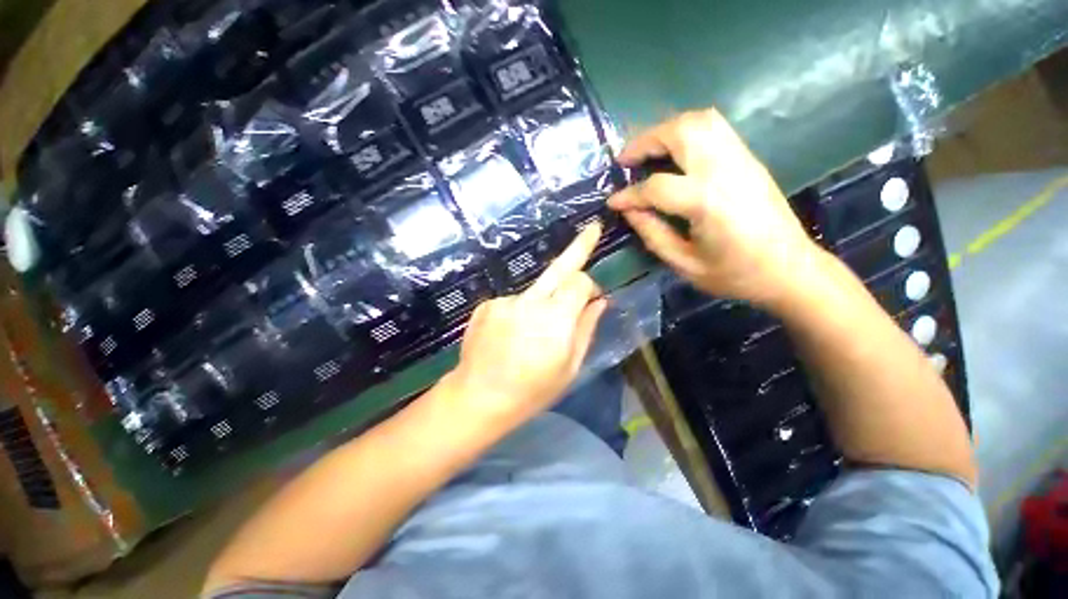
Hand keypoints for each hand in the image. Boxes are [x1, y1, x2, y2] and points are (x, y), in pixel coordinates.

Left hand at [444, 223, 607, 433]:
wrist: (478, 397)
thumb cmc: (532, 390)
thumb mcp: (569, 367)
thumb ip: (586, 329)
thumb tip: (601, 301)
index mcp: (555, 320)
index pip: (579, 282)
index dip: (590, 286)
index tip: (594, 297)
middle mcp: (530, 303)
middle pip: (559, 268)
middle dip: (578, 247)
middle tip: (592, 228)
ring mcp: (505, 301)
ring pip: (536, 292)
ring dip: (543, 304)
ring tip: (531, 335)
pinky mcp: (487, 304)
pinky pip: (514, 302)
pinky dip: (520, 313)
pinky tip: (511, 336)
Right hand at [608, 109, 823, 309]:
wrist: (790, 268)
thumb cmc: (735, 274)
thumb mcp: (685, 264)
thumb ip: (652, 233)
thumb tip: (629, 210)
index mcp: (707, 202)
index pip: (656, 186)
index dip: (629, 194)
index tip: (612, 201)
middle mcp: (724, 170)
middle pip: (681, 132)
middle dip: (645, 141)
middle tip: (625, 161)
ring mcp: (741, 159)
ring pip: (700, 120)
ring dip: (667, 130)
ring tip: (647, 151)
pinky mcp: (748, 159)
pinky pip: (715, 128)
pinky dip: (687, 131)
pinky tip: (674, 152)